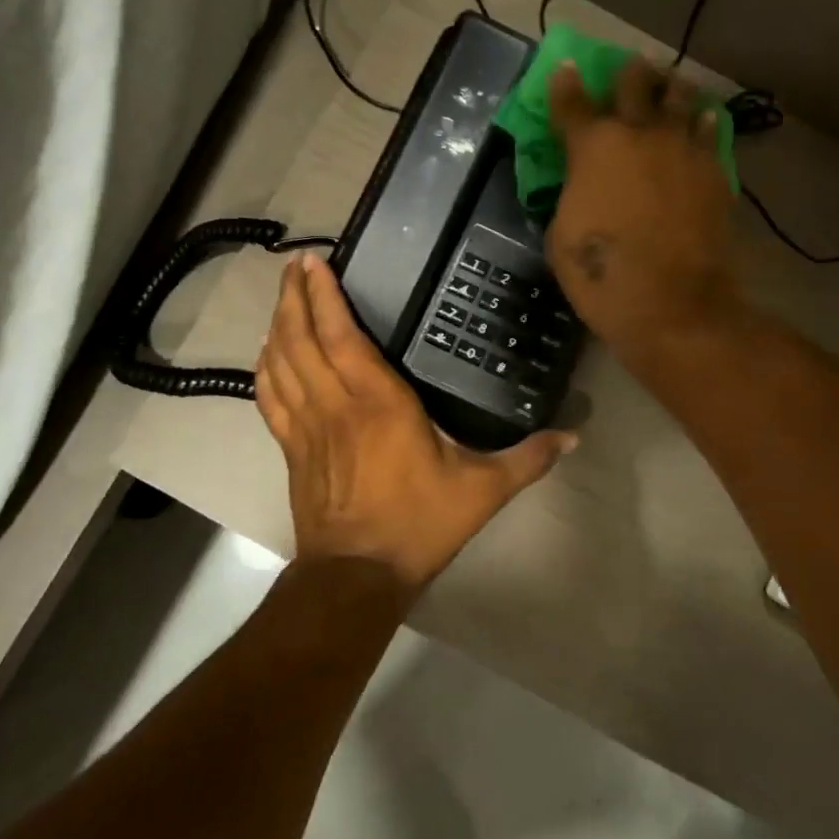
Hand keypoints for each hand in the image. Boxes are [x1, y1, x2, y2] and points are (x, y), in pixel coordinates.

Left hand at [255, 253, 576, 591]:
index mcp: (379, 402)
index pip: (342, 335)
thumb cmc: (419, 524)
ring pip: (281, 363)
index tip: (315, 263)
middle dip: (294, 297)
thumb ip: (527, 459)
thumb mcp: (482, 491)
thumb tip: (574, 437)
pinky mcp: (292, 449)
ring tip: (282, 297)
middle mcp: (336, 403)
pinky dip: (265, 369)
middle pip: (302, 338)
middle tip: (295, 267)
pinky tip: (267, 353)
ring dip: (278, 325)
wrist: (358, 575)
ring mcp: (307, 426)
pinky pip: (269, 398)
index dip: (324, 295)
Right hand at [546, 60, 739, 364]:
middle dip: (628, 74)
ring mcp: (682, 149)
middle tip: (629, 73)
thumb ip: (571, 196)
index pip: (572, 102)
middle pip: (634, 83)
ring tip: (670, 88)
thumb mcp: (561, 236)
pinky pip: (709, 132)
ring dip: (670, 89)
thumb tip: (581, 186)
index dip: (565, 83)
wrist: (672, 304)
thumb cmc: (602, 275)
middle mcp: (639, 134)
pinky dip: (702, 124)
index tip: (565, 67)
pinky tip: (702, 122)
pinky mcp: (714, 171)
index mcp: (592, 147)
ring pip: (680, 97)